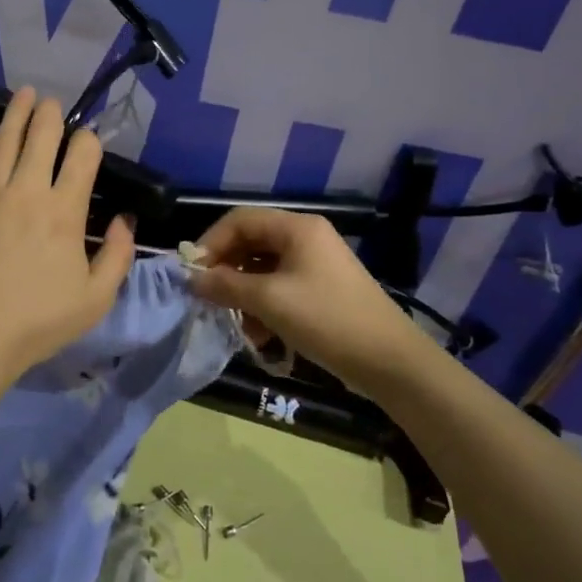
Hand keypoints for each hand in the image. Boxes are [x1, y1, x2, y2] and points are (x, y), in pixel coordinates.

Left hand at [0, 88, 135, 380]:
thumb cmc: (39, 320)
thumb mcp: (96, 298)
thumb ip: (118, 255)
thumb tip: (124, 219)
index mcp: (64, 211)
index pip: (82, 156)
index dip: (89, 140)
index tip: (88, 141)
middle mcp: (26, 192)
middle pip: (40, 136)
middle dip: (49, 114)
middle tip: (50, 102)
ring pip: (3, 141)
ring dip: (15, 114)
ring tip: (23, 96)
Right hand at [187, 208, 425, 387]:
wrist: (390, 361)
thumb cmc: (327, 319)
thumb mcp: (270, 301)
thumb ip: (226, 286)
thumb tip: (191, 279)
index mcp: (296, 228)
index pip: (240, 220)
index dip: (211, 242)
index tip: (193, 273)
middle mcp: (305, 238)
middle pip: (251, 243)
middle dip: (227, 272)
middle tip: (209, 299)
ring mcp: (315, 264)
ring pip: (263, 269)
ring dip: (245, 295)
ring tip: (239, 325)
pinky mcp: (321, 289)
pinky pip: (280, 288)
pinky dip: (265, 307)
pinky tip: (262, 337)